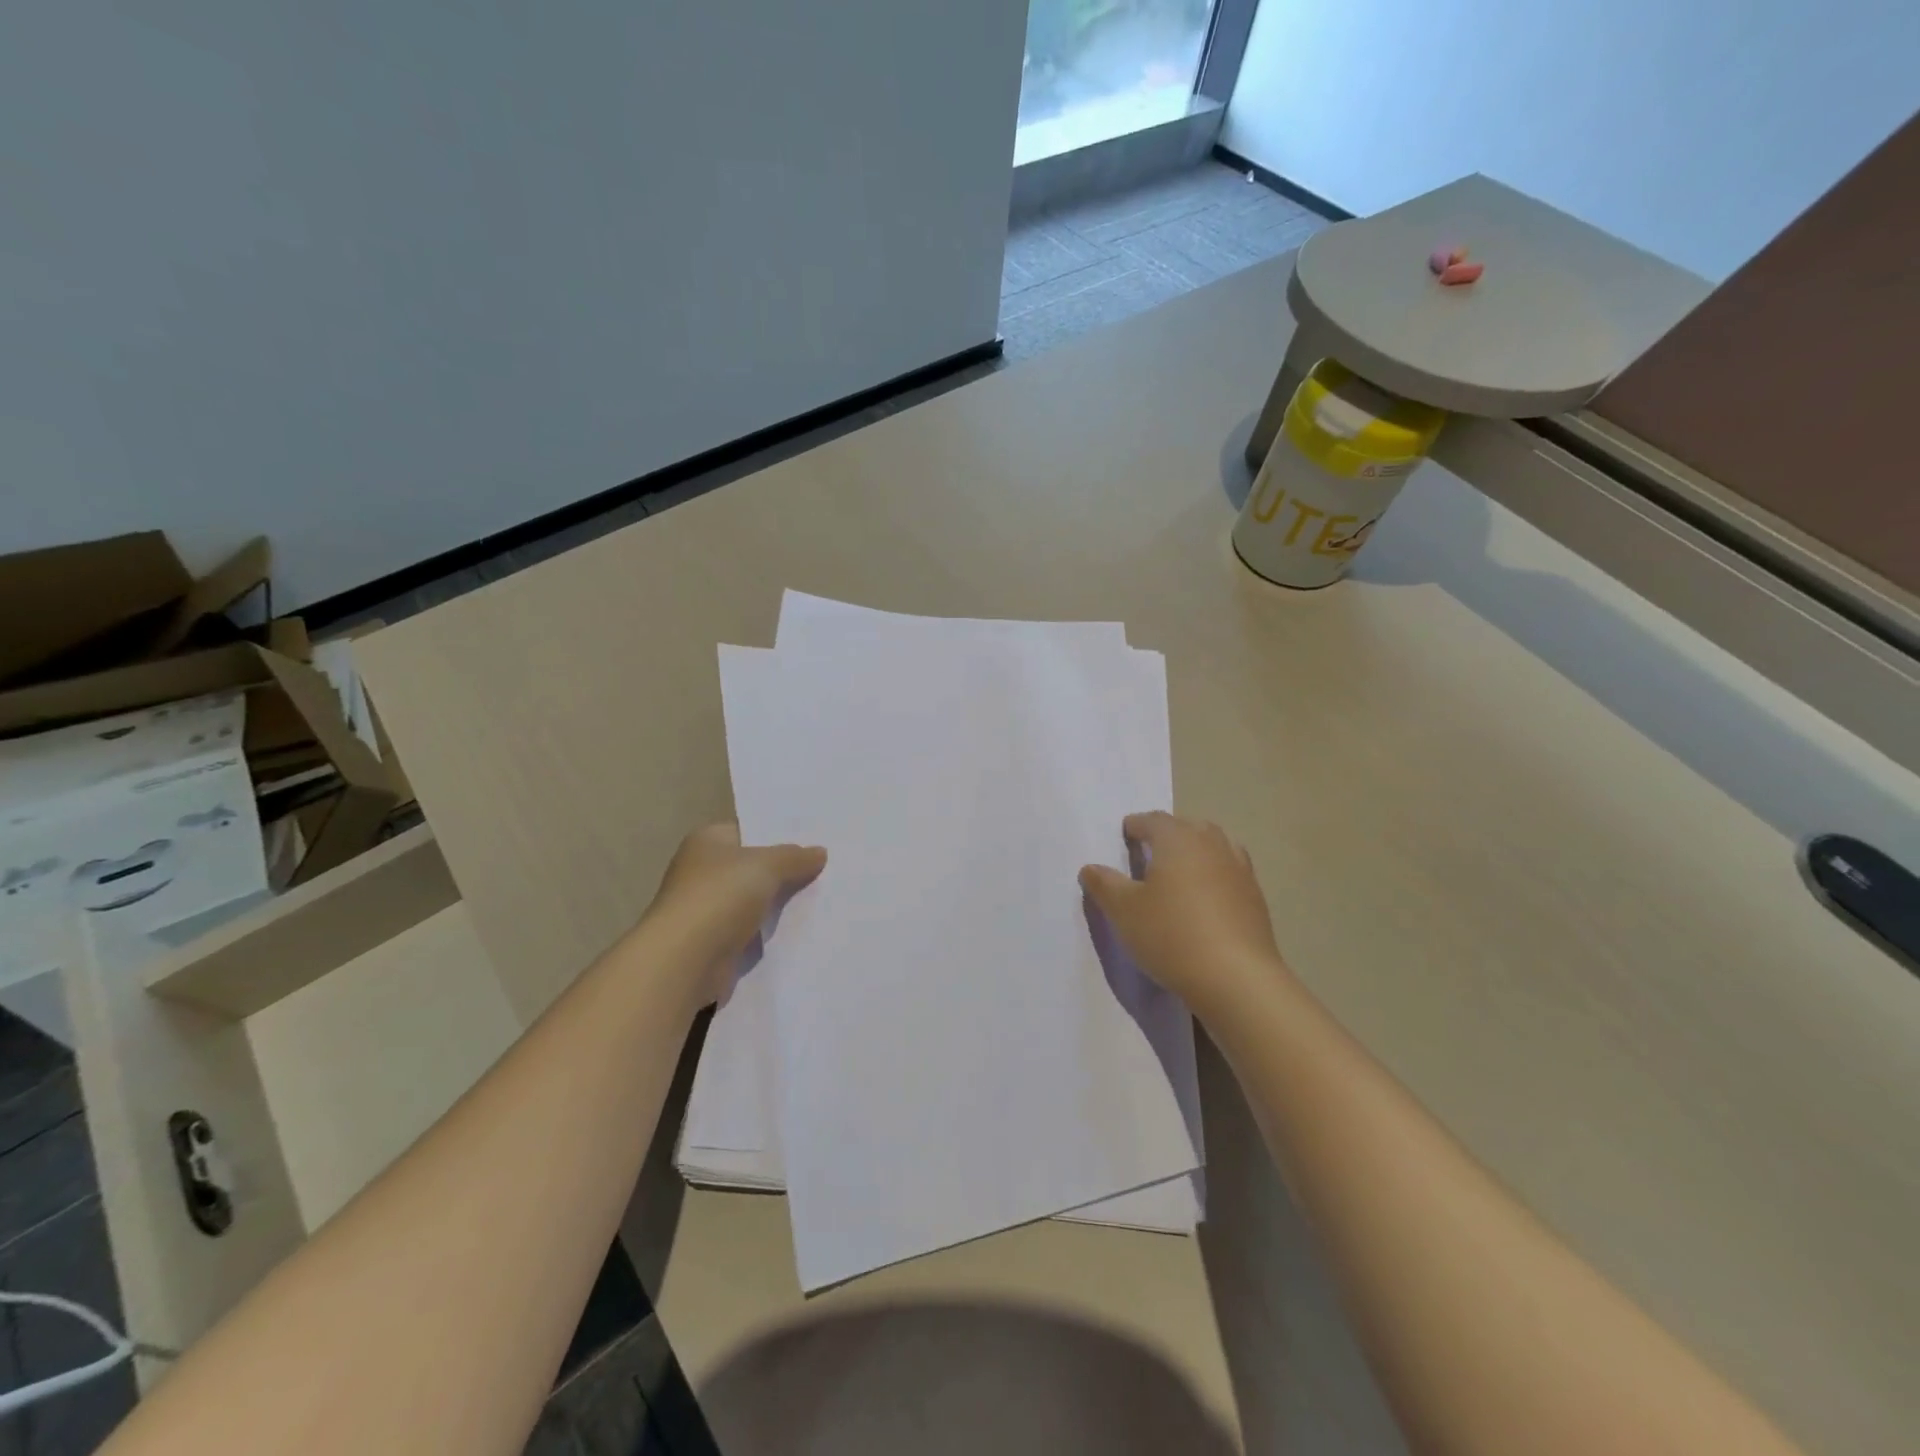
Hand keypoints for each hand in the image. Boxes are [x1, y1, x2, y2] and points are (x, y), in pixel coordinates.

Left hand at [642, 822, 826, 1007]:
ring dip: (779, 904)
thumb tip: (819, 852)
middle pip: (753, 866)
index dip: (780, 835)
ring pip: (755, 900)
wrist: (686, 960)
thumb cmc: (720, 897)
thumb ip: (795, 857)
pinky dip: (770, 932)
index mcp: (708, 841)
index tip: (815, 841)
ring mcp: (707, 908)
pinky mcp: (715, 942)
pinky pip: (752, 930)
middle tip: (827, 869)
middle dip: (785, 870)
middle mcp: (703, 870)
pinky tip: (802, 929)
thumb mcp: (767, 865)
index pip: (749, 830)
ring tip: (823, 898)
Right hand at [1079, 811, 1288, 1018]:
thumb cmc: (1170, 935)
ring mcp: (1239, 869)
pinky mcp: (1256, 897)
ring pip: (1212, 847)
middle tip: (1147, 856)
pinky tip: (1204, 901)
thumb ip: (1104, 884)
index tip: (1123, 838)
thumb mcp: (1123, 910)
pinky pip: (1229, 873)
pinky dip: (1214, 877)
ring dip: (1194, 853)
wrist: (1236, 978)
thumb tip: (1091, 868)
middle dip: (1166, 835)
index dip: (1134, 826)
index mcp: (1177, 838)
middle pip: (1186, 827)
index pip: (1152, 820)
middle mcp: (1211, 844)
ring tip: (1177, 875)